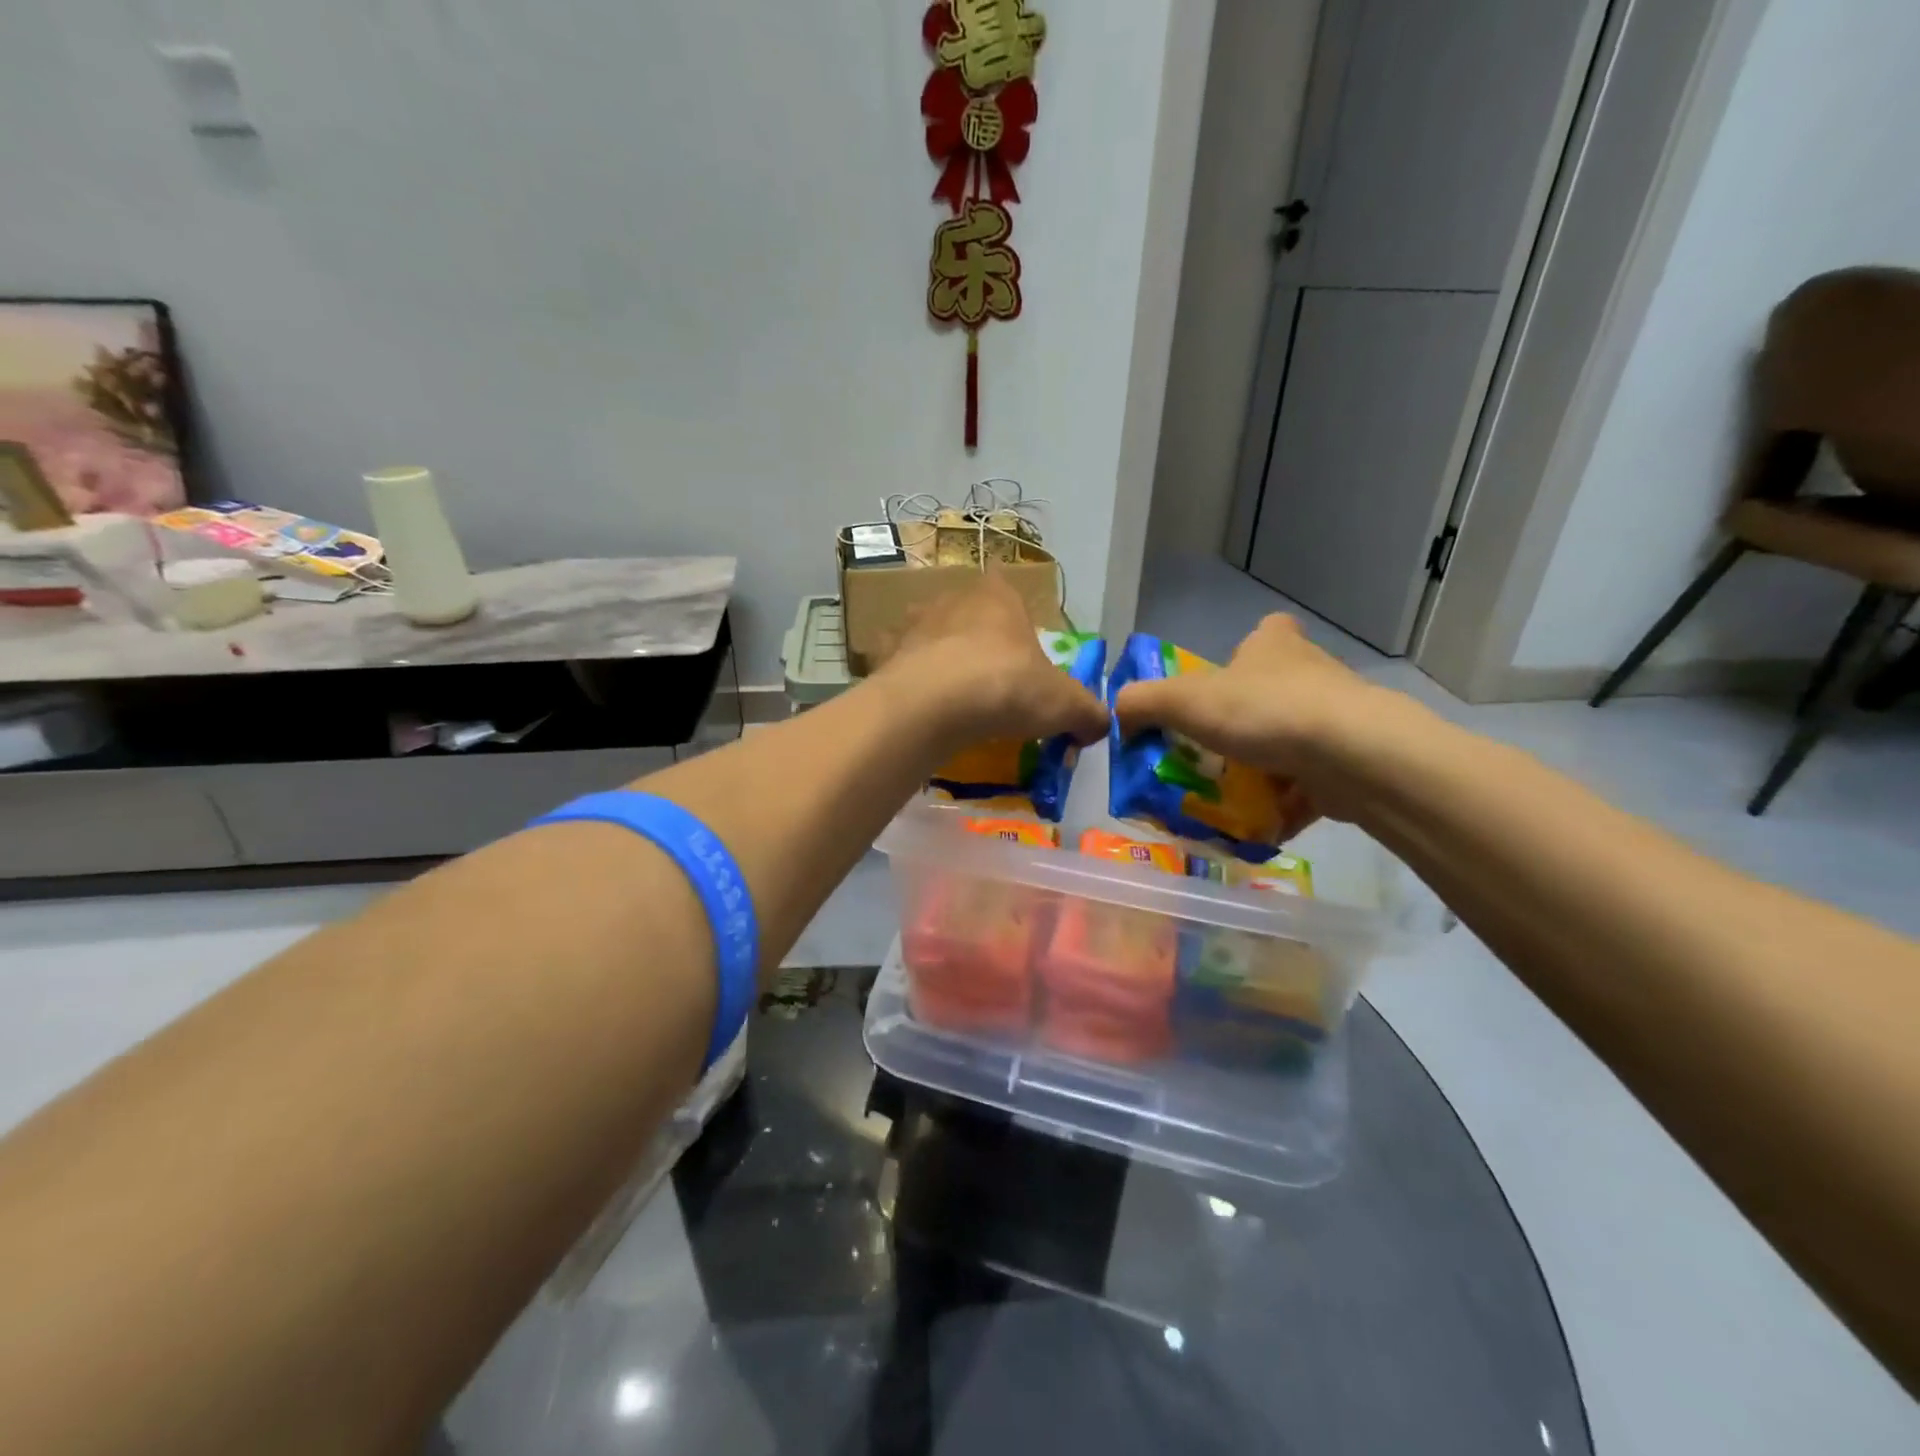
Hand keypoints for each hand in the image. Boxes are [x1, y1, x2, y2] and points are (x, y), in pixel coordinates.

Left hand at [879, 571, 1108, 748]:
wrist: (936, 705)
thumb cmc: (1007, 687)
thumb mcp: (1065, 705)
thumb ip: (1088, 713)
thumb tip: (1101, 726)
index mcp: (998, 596)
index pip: (1006, 585)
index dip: (1012, 612)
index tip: (1016, 645)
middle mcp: (952, 599)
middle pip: (965, 610)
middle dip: (973, 635)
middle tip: (986, 675)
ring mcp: (913, 625)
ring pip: (926, 631)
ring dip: (935, 652)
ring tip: (947, 689)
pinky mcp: (884, 655)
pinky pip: (894, 662)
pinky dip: (902, 677)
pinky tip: (913, 701)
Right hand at [1113, 614, 1391, 823]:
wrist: (1352, 756)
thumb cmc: (1263, 712)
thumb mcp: (1183, 701)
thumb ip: (1142, 703)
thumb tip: (1119, 714)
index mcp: (1273, 645)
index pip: (1263, 634)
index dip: (1241, 655)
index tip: (1222, 685)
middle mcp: (1311, 674)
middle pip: (1272, 693)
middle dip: (1243, 724)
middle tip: (1208, 755)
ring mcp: (1337, 719)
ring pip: (1290, 742)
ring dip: (1262, 770)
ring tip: (1226, 798)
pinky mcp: (1352, 763)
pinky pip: (1308, 785)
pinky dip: (1283, 805)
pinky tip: (1257, 826)